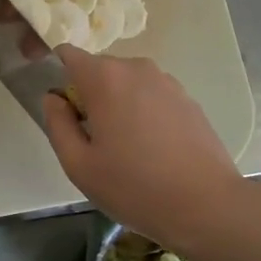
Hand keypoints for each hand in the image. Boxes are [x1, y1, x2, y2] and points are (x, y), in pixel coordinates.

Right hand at [41, 46, 244, 251]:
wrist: (206, 205)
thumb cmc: (134, 187)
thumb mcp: (79, 165)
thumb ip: (57, 124)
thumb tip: (53, 99)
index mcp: (104, 78)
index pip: (67, 54)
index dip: (56, 74)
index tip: (60, 108)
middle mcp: (136, 68)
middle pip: (98, 70)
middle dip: (88, 95)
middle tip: (92, 139)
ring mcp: (167, 81)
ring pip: (126, 83)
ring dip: (117, 104)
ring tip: (124, 148)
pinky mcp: (188, 98)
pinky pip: (151, 96)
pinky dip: (143, 112)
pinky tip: (152, 150)